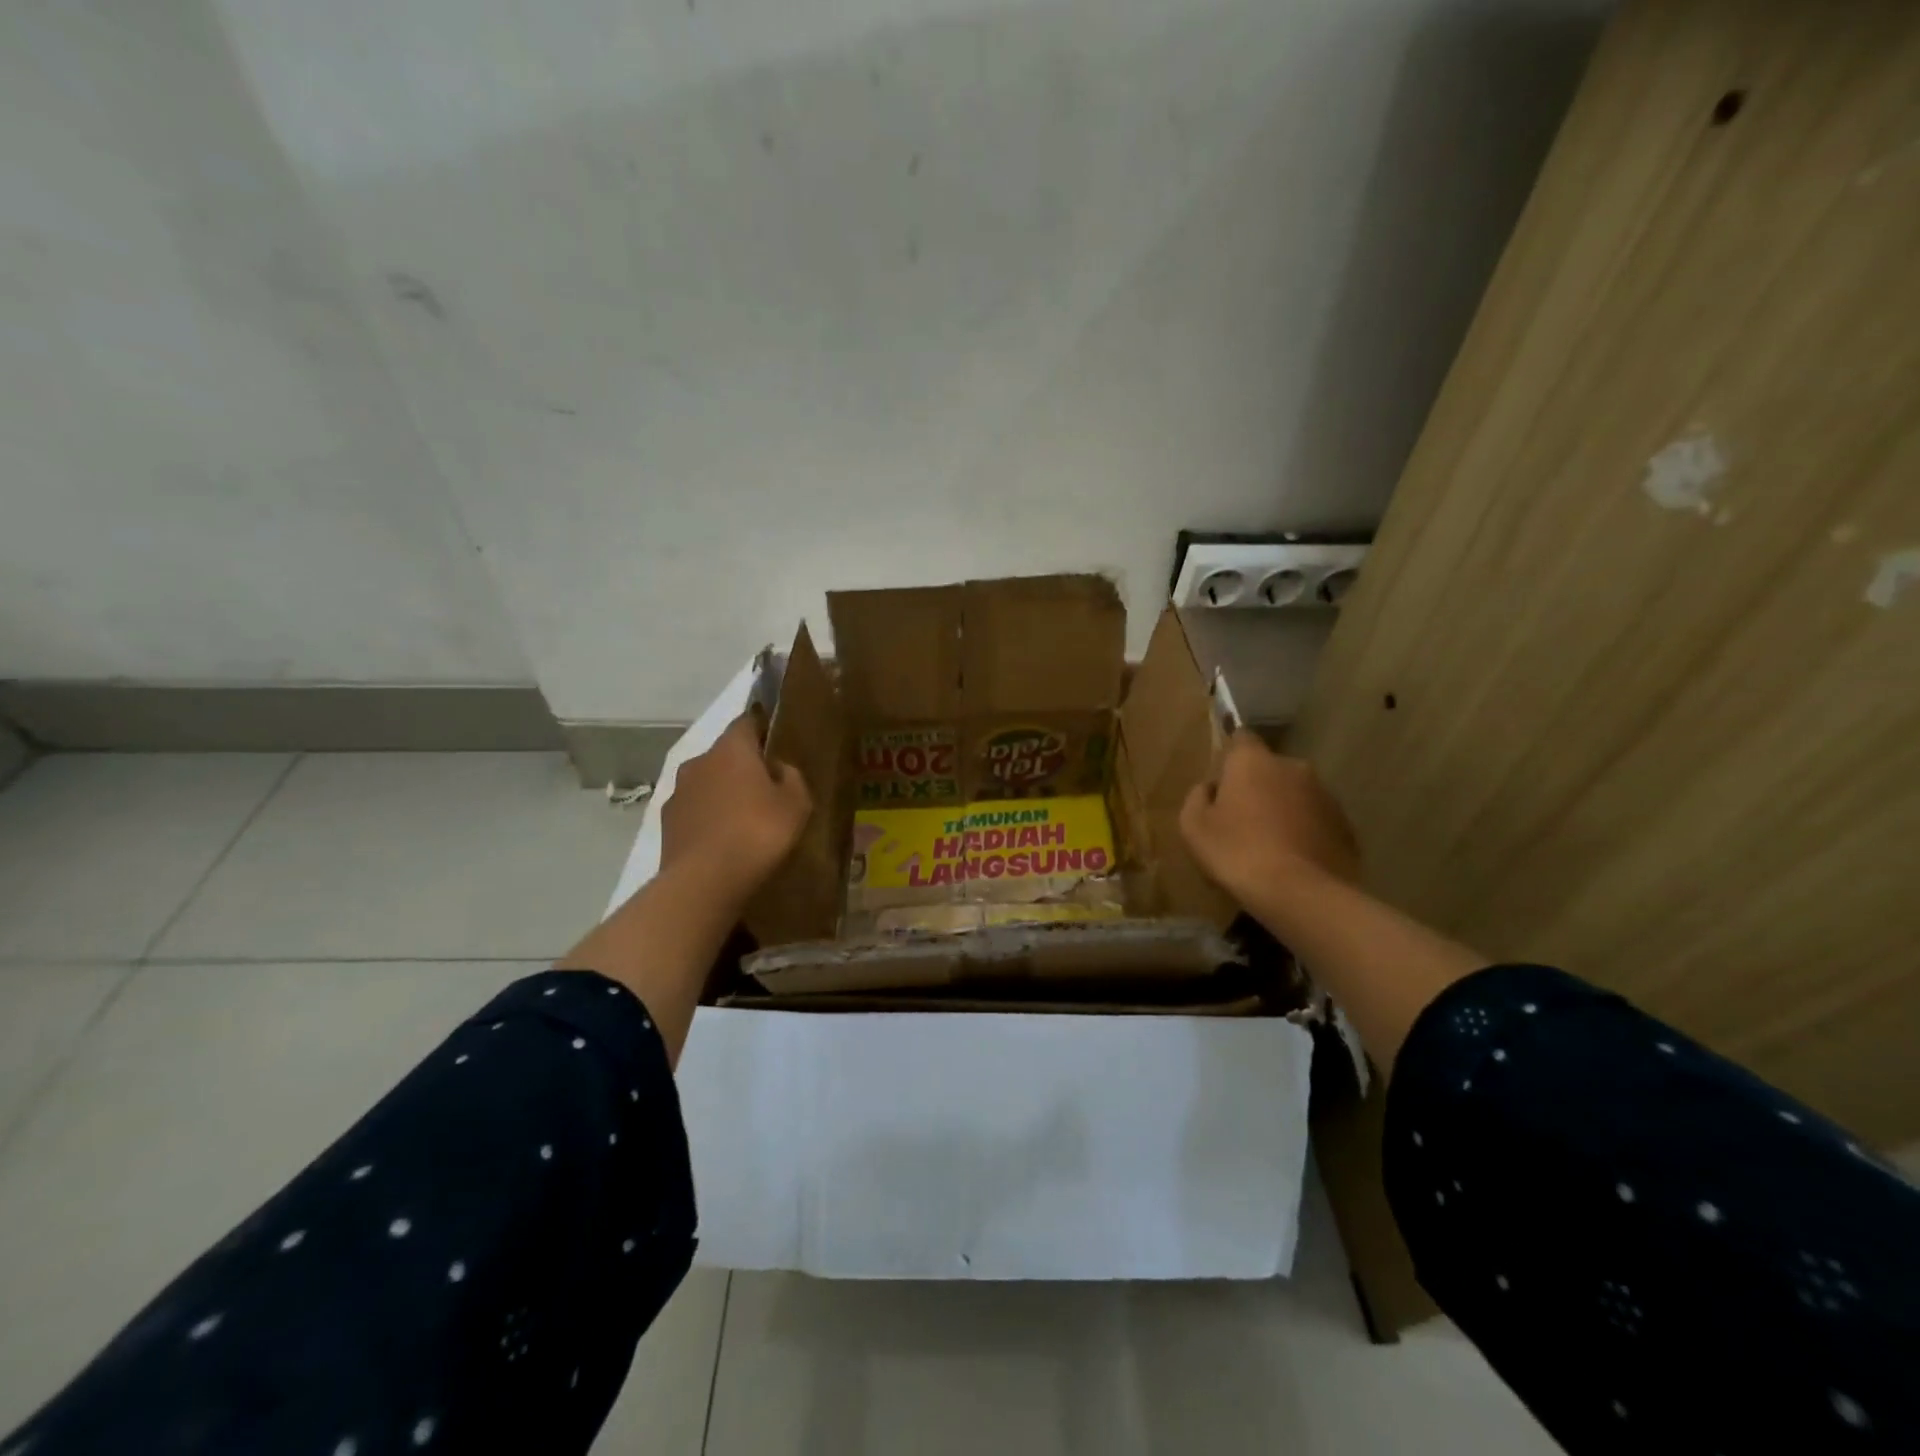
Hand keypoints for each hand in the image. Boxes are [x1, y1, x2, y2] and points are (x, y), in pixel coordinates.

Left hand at [660, 715, 812, 907]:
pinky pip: (695, 809)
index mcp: (732, 748)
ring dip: (723, 791)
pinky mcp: (667, 821)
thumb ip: (792, 777)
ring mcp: (678, 791)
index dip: (762, 727)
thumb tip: (779, 768)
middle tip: (766, 786)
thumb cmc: (758, 832)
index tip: (776, 740)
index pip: (747, 721)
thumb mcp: (796, 804)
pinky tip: (722, 838)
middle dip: (743, 764)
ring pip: (707, 781)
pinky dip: (708, 816)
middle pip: (725, 753)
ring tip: (743, 816)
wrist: (704, 881)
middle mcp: (700, 760)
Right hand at [1179, 731, 1359, 904]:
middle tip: (1240, 822)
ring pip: (1295, 795)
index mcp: (1253, 761)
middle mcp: (1293, 767)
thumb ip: (1197, 798)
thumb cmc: (1237, 853)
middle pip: (1268, 770)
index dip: (1229, 757)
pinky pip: (1315, 822)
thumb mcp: (1193, 827)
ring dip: (1282, 811)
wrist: (1301, 895)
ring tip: (1268, 848)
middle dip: (1256, 788)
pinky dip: (1303, 833)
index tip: (1220, 782)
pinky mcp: (1345, 826)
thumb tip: (1210, 788)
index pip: (1241, 738)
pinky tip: (1291, 862)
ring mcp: (1325, 796)